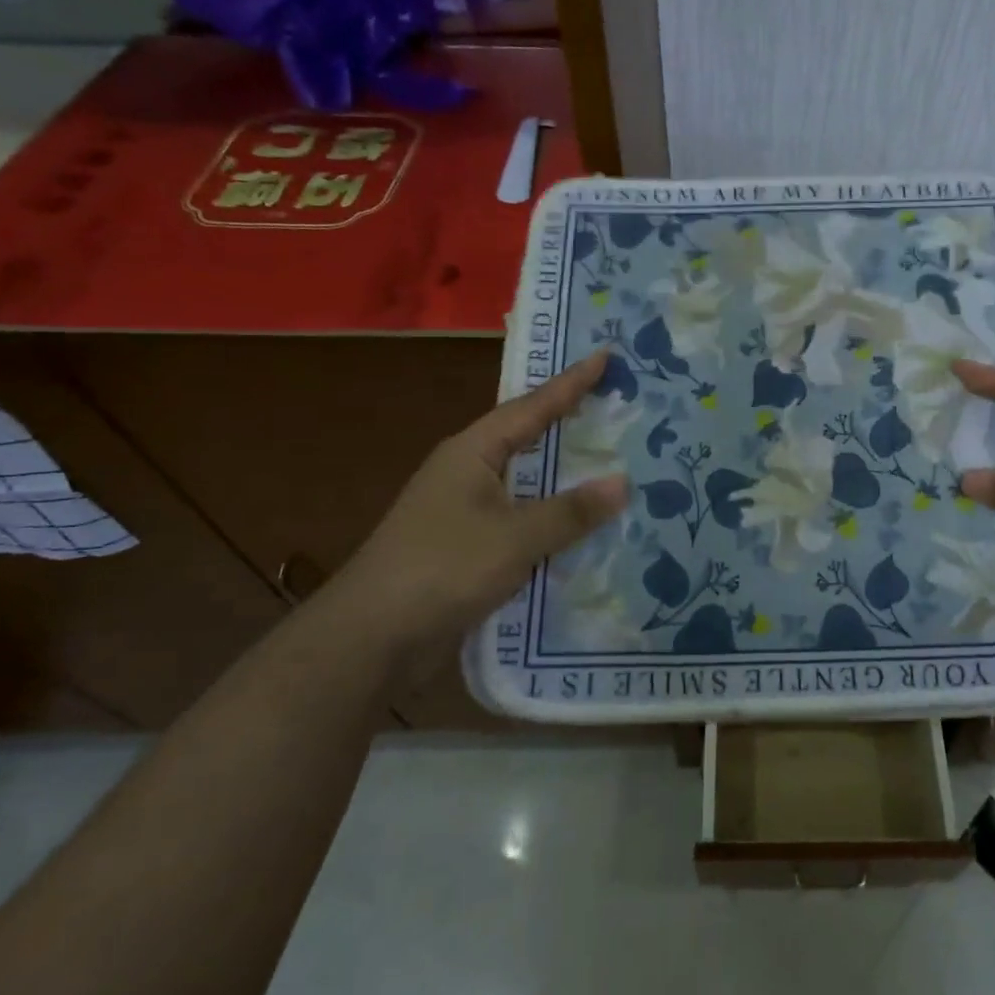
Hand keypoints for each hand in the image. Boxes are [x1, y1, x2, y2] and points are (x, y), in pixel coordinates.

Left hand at [326, 351, 628, 662]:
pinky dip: (554, 519)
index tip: (606, 355)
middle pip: (530, 439)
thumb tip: (623, 482)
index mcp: (473, 452)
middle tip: (618, 406)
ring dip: (567, 477)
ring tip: (615, 463)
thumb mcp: (515, 537)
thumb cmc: (442, 568)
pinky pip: (523, 521)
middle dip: (572, 424)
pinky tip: (586, 528)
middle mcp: (468, 472)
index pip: (532, 406)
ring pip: (528, 483)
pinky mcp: (469, 547)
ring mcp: (466, 511)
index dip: (571, 382)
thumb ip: (571, 511)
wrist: (371, 639)